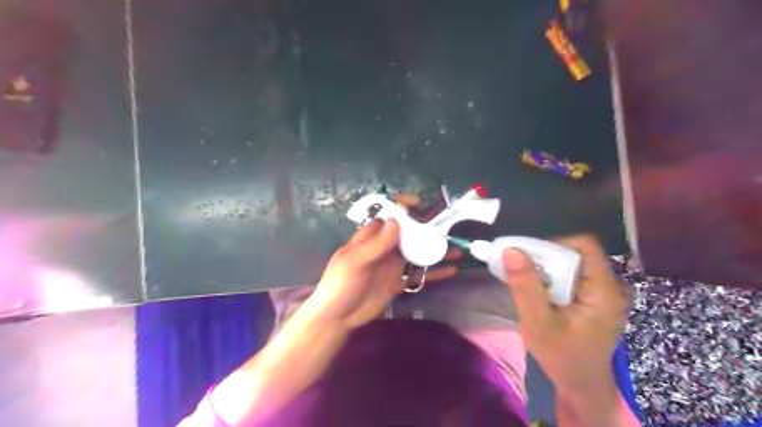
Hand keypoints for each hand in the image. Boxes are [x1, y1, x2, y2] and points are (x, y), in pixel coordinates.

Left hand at [305, 193, 461, 329]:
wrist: (338, 317)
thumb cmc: (340, 284)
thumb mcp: (355, 262)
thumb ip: (376, 244)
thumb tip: (396, 220)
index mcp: (370, 237)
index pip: (388, 216)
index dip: (402, 207)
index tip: (420, 205)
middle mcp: (384, 247)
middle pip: (407, 233)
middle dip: (426, 228)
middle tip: (448, 227)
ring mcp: (392, 265)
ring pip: (416, 252)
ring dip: (434, 250)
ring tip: (455, 248)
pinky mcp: (398, 281)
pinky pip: (418, 275)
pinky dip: (433, 272)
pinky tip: (450, 270)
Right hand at [501, 235, 623, 391]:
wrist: (581, 385)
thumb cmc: (562, 356)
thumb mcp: (538, 323)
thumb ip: (525, 286)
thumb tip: (511, 250)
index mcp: (603, 289)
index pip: (584, 245)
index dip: (554, 243)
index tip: (528, 256)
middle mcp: (609, 286)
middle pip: (577, 253)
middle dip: (546, 257)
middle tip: (521, 271)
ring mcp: (603, 292)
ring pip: (573, 263)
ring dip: (547, 268)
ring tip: (527, 282)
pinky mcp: (594, 298)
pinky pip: (572, 275)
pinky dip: (552, 277)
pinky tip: (539, 292)